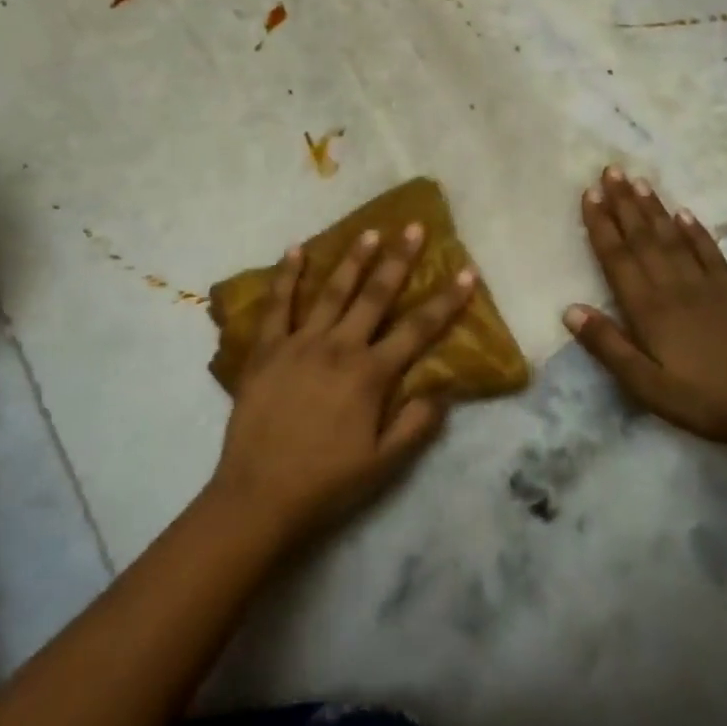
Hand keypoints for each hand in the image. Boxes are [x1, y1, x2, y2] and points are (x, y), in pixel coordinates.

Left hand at [210, 225, 475, 542]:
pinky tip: (296, 249)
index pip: (418, 329)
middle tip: (414, 228)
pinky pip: (277, 305)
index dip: (446, 300)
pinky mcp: (266, 349)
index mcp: (370, 374)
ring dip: (353, 260)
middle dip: (399, 260)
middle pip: (375, 296)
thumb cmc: (326, 483)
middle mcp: (339, 347)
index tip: (466, 271)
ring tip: (369, 232)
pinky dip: (286, 275)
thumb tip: (442, 389)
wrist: (260, 496)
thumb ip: (416, 424)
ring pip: (332, 291)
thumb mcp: (384, 464)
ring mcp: (300, 343)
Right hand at [564, 167, 726, 451]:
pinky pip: (710, 253)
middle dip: (624, 204)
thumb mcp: (645, 384)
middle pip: (643, 239)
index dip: (602, 224)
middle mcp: (674, 287)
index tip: (590, 193)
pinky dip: (695, 231)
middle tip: (611, 170)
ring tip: (639, 181)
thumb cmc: (701, 400)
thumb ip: (608, 345)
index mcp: (648, 309)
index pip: (618, 258)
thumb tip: (570, 309)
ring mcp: (707, 286)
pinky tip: (684, 213)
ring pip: (673, 238)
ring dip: (654, 209)